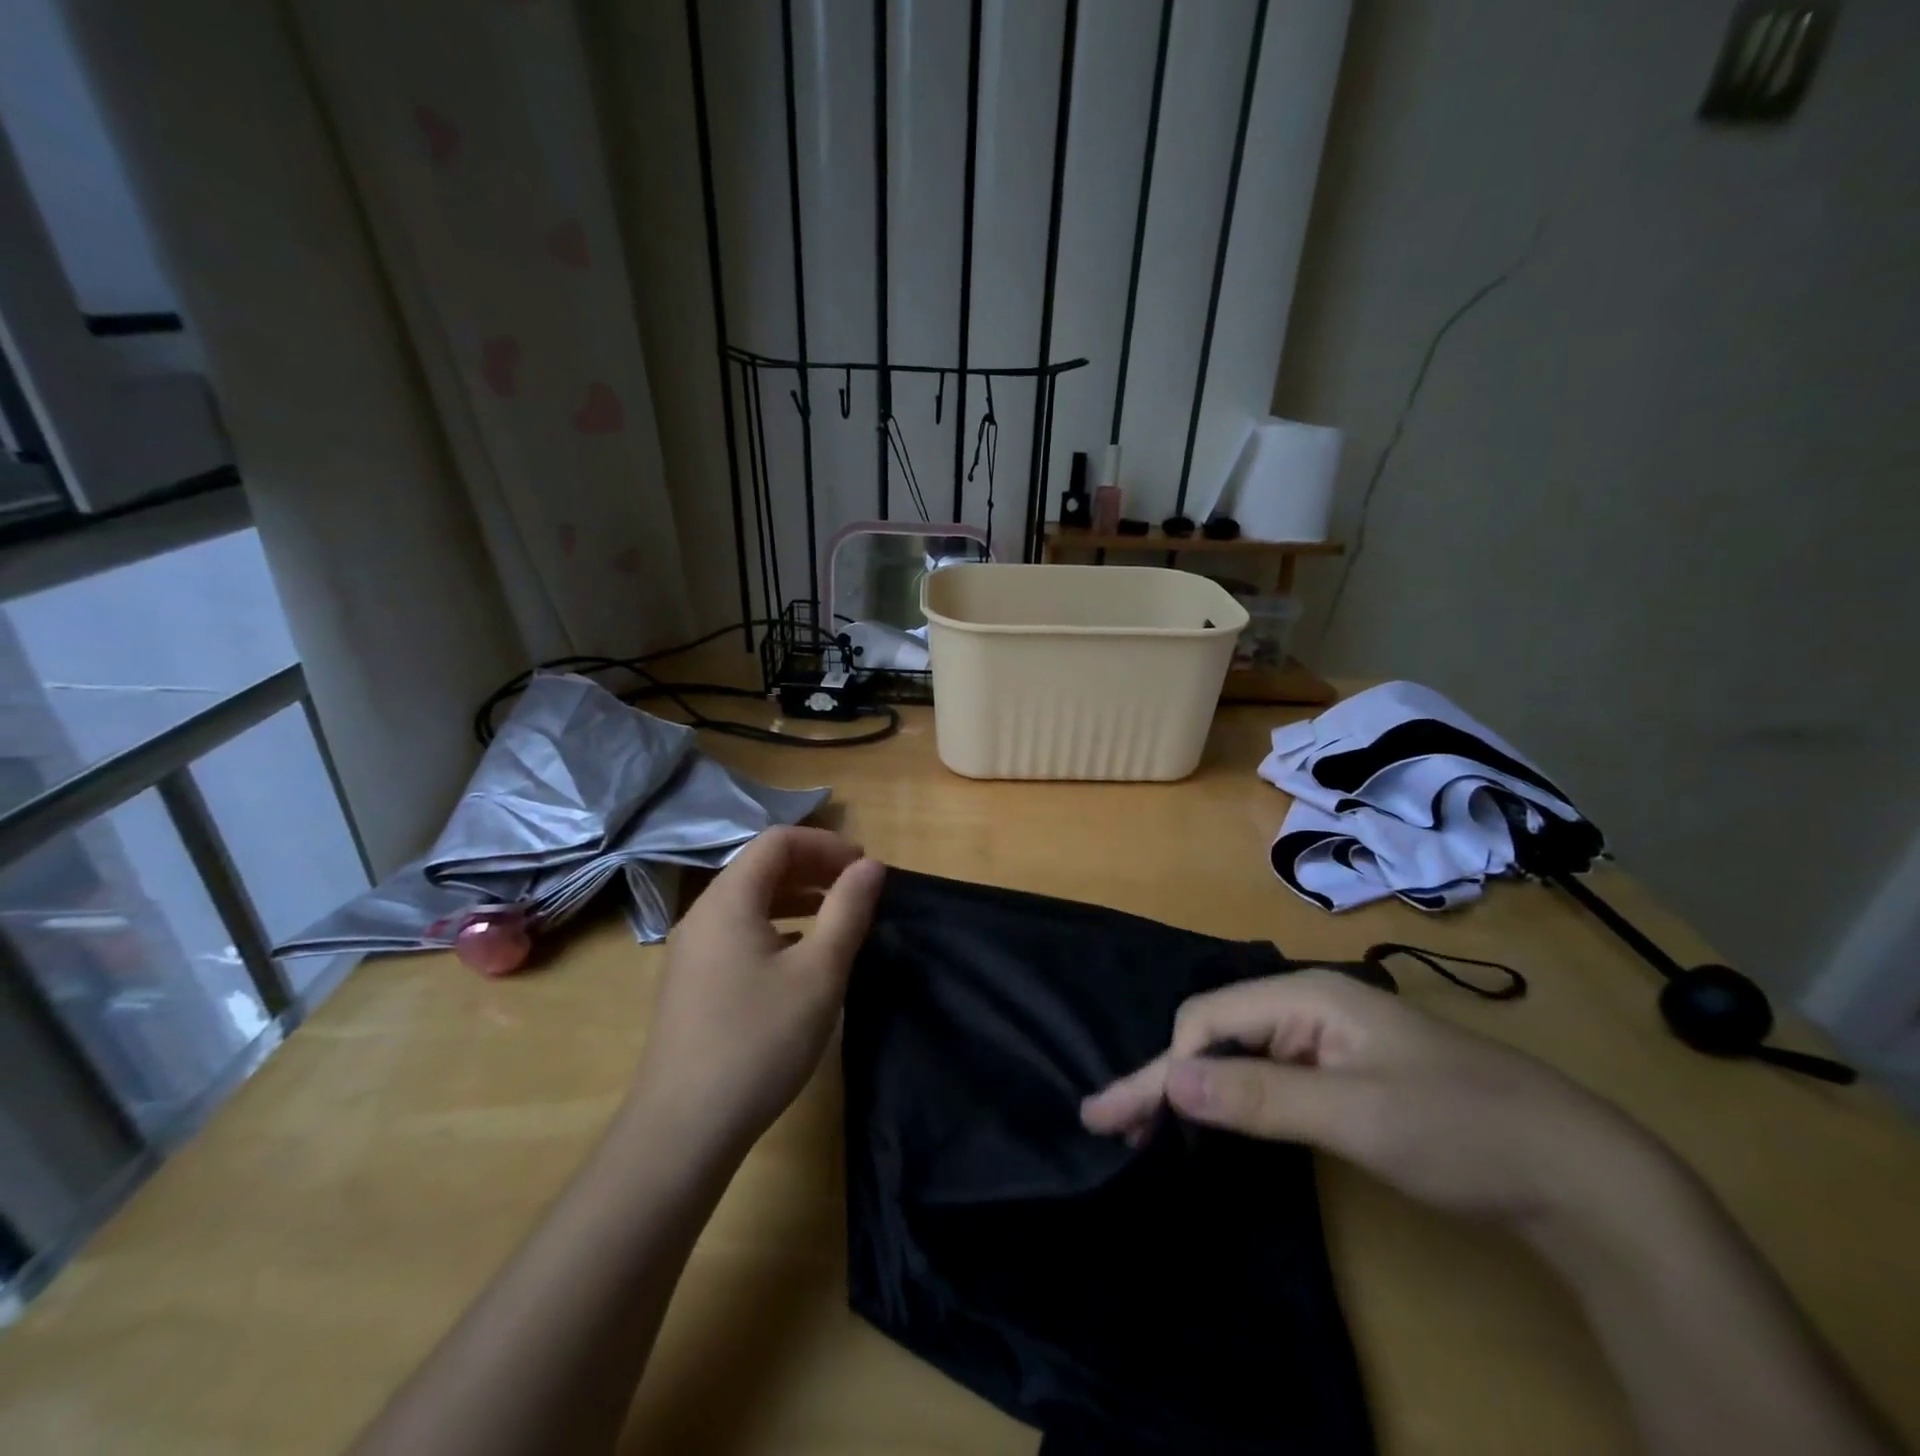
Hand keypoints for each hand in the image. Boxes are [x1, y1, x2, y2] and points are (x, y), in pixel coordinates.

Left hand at [630, 827, 884, 1156]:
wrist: (682, 1129)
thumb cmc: (759, 1041)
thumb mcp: (819, 973)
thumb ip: (848, 911)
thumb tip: (870, 866)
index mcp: (728, 900)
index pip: (778, 842)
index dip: (825, 845)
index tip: (863, 869)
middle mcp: (702, 914)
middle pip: (760, 867)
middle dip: (813, 868)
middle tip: (856, 890)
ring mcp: (691, 950)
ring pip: (748, 901)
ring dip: (795, 897)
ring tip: (835, 918)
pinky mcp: (691, 982)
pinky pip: (737, 931)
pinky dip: (774, 926)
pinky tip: (798, 957)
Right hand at [1081, 970, 1661, 1230]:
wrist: (1578, 1171)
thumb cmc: (1461, 1130)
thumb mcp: (1355, 1115)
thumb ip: (1257, 1094)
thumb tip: (1169, 1079)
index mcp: (1306, 995)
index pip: (1207, 1021)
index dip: (1164, 1070)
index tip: (1124, 1123)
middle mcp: (1308, 1004)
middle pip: (1215, 1032)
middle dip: (1166, 1077)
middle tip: (1115, 1123)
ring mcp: (1327, 1037)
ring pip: (1238, 1053)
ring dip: (1194, 1087)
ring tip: (1149, 1126)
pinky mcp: (1342, 1070)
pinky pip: (1267, 1074)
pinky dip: (1231, 1096)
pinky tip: (1213, 1118)